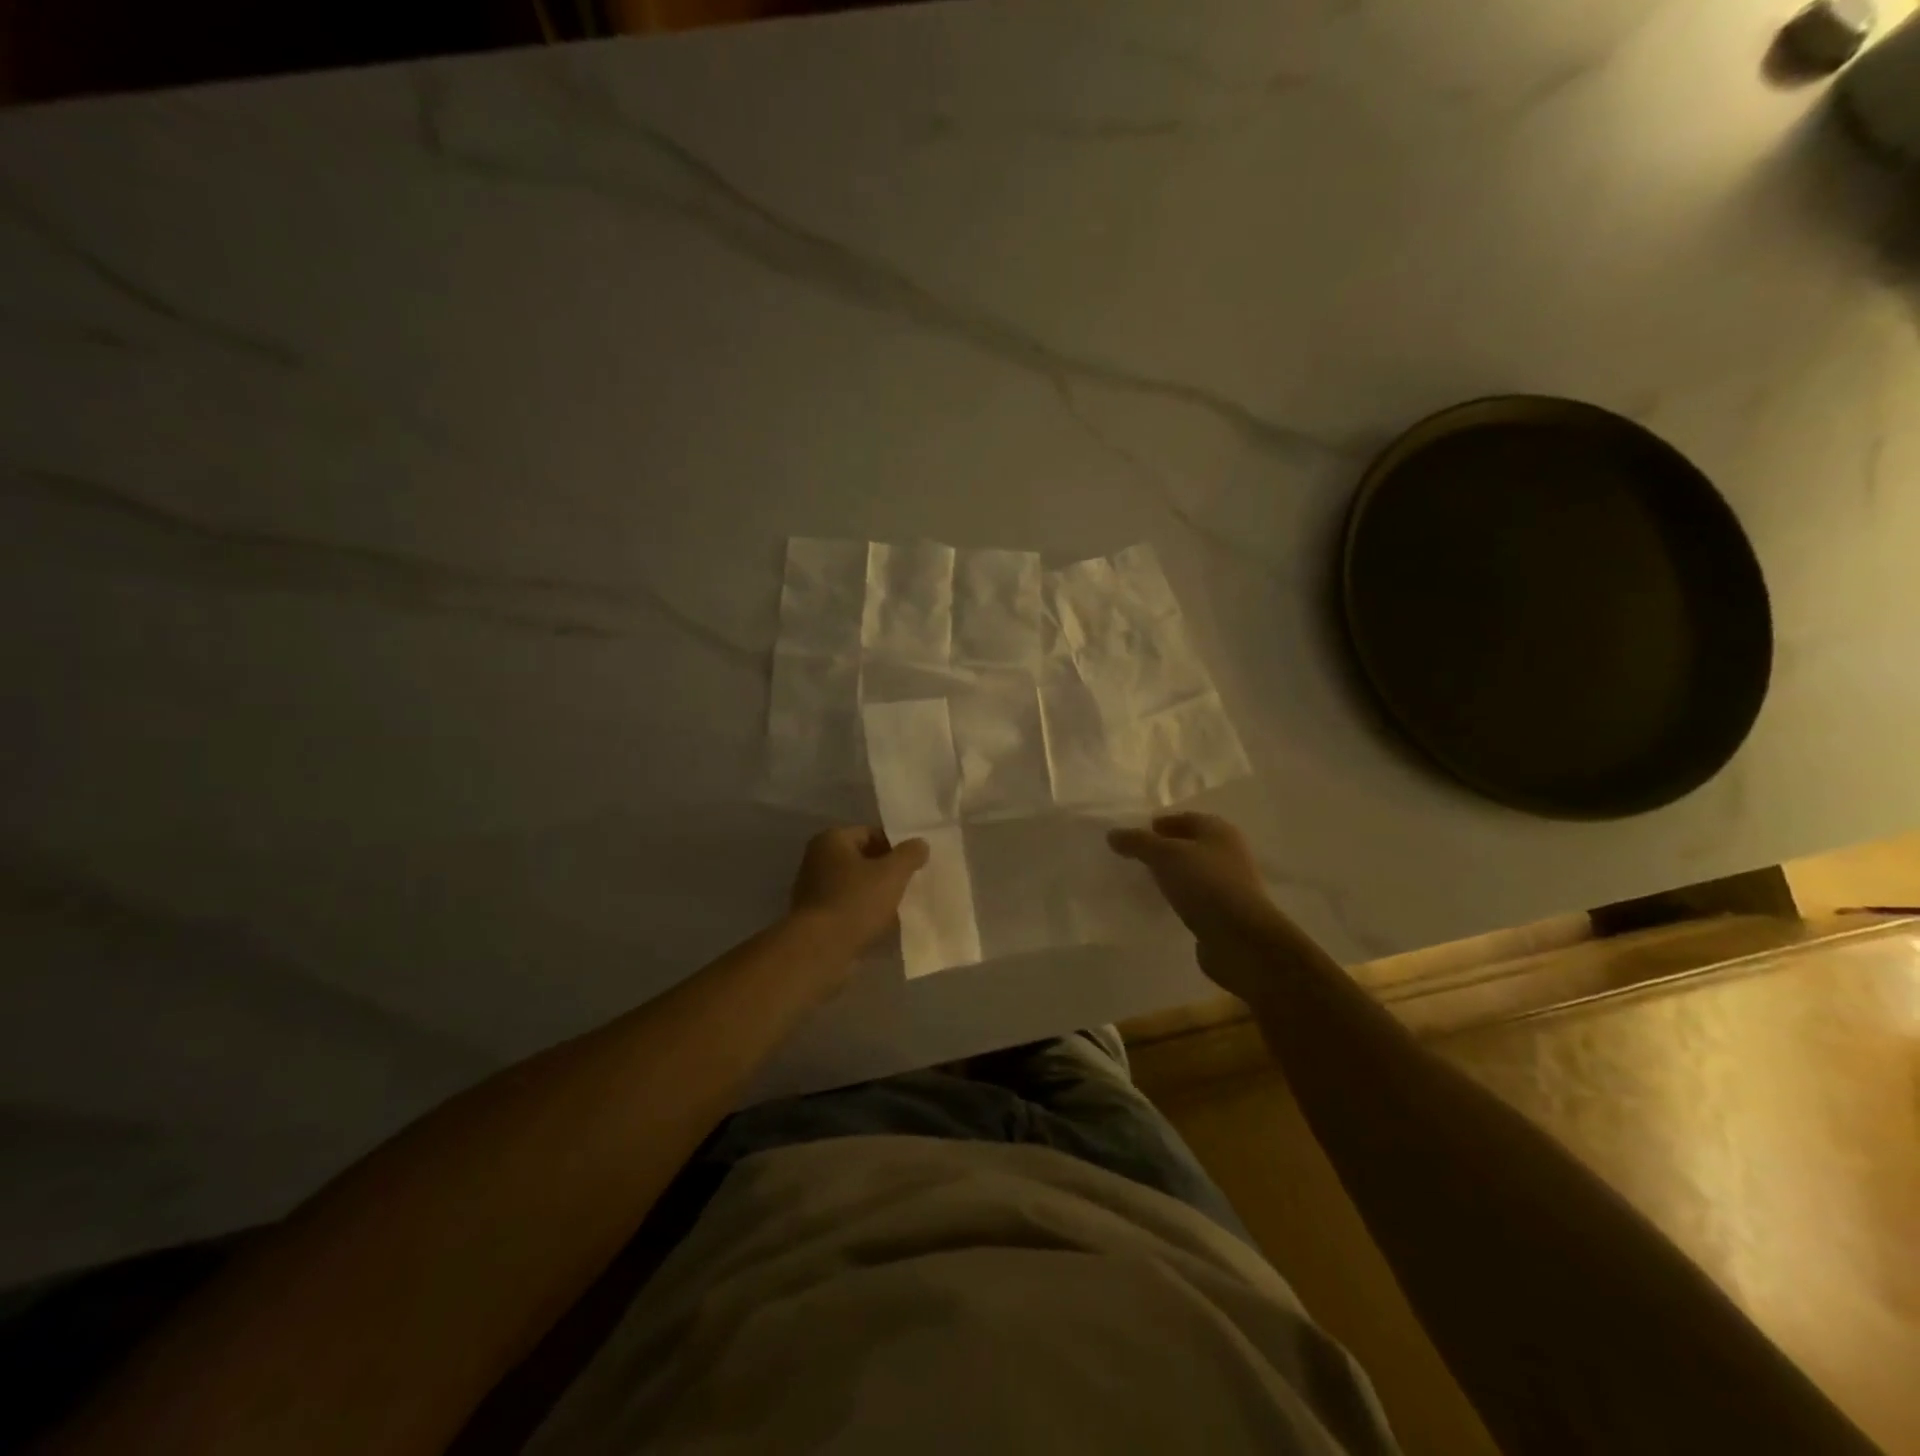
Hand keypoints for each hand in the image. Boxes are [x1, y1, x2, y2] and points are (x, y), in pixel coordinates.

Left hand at [789, 826, 929, 954]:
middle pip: (863, 859)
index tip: (915, 863)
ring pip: (856, 885)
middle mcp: (818, 859)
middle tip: (911, 884)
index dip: (896, 846)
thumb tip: (920, 843)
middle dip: (887, 871)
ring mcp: (814, 889)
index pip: (871, 833)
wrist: (820, 950)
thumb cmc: (855, 902)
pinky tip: (883, 925)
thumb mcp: (892, 874)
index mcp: (832, 840)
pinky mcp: (816, 917)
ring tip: (900, 906)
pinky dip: (864, 913)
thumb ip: (909, 854)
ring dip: (877, 894)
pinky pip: (848, 907)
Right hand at [1108, 813, 1284, 997]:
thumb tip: (1113, 834)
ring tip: (1144, 883)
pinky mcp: (1225, 913)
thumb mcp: (1165, 855)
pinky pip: (1196, 898)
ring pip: (1192, 873)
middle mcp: (1228, 853)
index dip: (1158, 824)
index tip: (1132, 837)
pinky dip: (1179, 898)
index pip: (1184, 818)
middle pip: (1189, 845)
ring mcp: (1229, 885)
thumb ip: (1138, 842)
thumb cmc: (1205, 884)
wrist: (1242, 940)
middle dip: (1163, 850)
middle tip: (1134, 859)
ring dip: (1171, 875)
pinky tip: (1162, 906)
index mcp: (1218, 830)